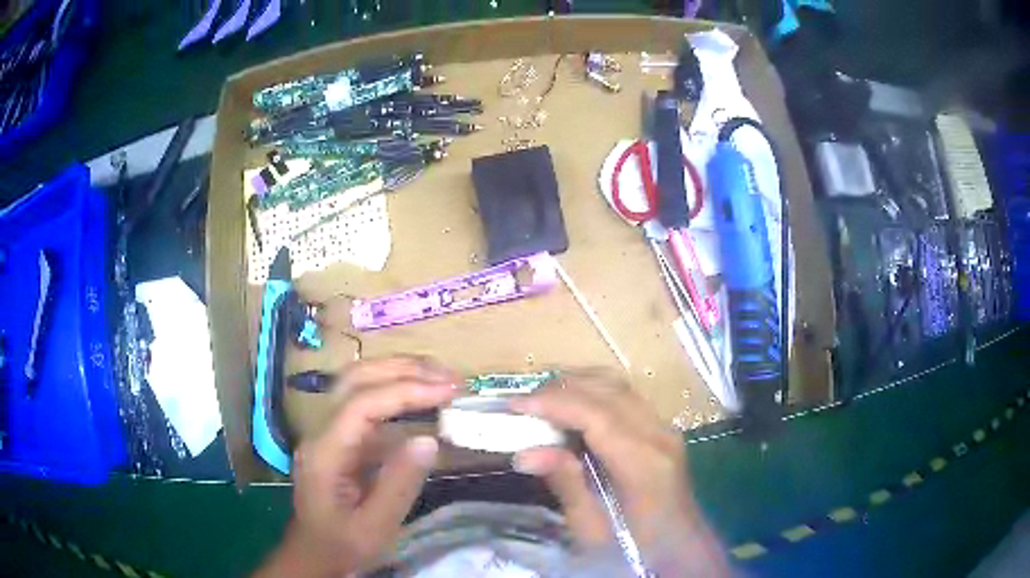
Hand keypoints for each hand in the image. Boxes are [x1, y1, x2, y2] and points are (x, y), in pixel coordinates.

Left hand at [256, 356, 460, 576]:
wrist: (314, 554)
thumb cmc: (343, 544)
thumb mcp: (376, 526)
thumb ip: (399, 484)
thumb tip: (429, 440)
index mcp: (325, 453)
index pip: (362, 404)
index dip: (407, 391)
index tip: (449, 390)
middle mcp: (320, 431)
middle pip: (355, 379)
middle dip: (403, 369)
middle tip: (449, 376)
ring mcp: (327, 431)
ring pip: (357, 383)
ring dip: (399, 373)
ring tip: (440, 377)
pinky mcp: (339, 438)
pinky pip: (365, 404)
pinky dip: (396, 394)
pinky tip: (421, 400)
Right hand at [510, 370, 728, 575]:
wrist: (681, 548)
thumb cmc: (635, 547)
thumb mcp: (592, 529)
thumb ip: (565, 485)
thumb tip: (524, 452)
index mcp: (643, 463)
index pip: (596, 414)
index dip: (553, 403)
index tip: (514, 405)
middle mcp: (659, 434)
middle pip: (608, 390)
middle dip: (560, 388)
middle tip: (522, 403)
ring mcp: (665, 428)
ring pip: (618, 386)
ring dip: (577, 384)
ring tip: (541, 400)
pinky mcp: (662, 429)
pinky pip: (625, 397)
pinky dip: (593, 393)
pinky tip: (572, 408)